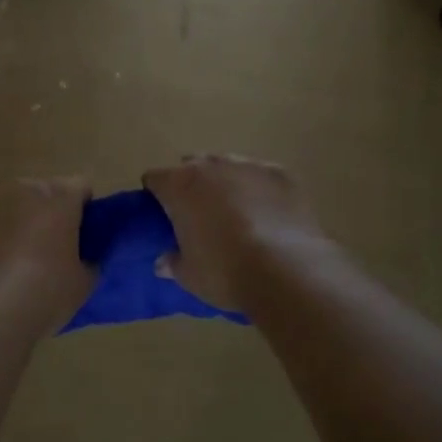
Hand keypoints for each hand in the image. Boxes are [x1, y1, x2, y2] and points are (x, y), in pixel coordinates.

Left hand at [0, 178, 93, 337]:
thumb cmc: (42, 298)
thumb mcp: (83, 285)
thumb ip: (88, 261)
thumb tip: (83, 258)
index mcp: (58, 201)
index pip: (79, 186)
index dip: (82, 207)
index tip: (81, 230)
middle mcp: (21, 191)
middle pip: (39, 190)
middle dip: (43, 211)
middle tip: (45, 247)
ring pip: (2, 203)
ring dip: (9, 221)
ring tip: (8, 260)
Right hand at [142, 155, 330, 316]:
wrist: (286, 270)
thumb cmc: (225, 273)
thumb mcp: (189, 276)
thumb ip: (173, 262)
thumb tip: (163, 262)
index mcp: (180, 185)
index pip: (155, 178)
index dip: (156, 195)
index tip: (163, 214)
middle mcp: (211, 166)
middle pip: (192, 165)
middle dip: (192, 184)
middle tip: (199, 215)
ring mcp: (249, 165)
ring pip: (228, 166)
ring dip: (226, 183)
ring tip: (236, 214)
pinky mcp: (281, 173)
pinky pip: (262, 175)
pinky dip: (260, 189)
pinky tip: (268, 214)